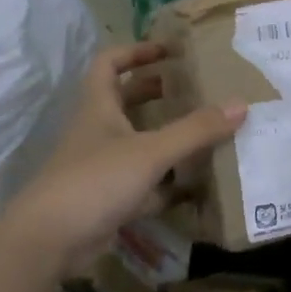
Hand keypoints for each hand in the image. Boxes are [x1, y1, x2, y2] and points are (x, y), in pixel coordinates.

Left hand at [4, 43, 244, 272]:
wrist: (49, 240)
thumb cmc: (96, 180)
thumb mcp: (151, 151)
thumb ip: (195, 130)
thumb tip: (241, 105)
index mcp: (99, 106)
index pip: (110, 63)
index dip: (137, 51)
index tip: (170, 51)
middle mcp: (98, 131)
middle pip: (126, 100)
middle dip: (157, 92)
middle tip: (195, 90)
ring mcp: (101, 166)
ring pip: (136, 142)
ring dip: (165, 136)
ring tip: (203, 132)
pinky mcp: (108, 198)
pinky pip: (143, 182)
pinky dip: (166, 182)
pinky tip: (195, 185)